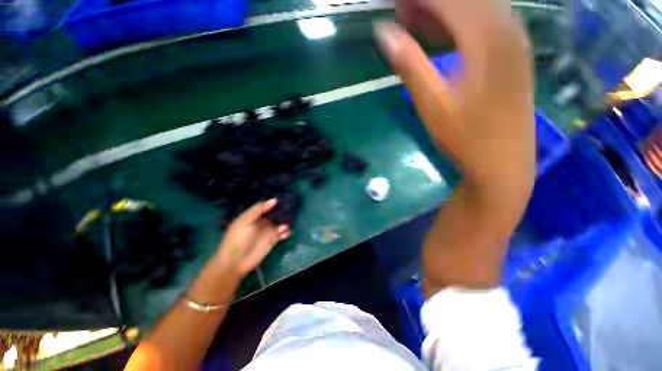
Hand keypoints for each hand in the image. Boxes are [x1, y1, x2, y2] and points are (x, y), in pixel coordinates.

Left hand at [214, 199, 289, 278]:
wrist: (236, 261)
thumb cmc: (238, 239)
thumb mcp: (245, 221)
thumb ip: (258, 210)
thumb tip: (274, 200)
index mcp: (254, 215)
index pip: (266, 205)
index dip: (274, 201)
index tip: (284, 196)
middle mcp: (262, 221)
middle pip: (275, 213)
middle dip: (283, 210)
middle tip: (293, 205)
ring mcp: (268, 230)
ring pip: (281, 222)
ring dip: (286, 220)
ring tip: (290, 220)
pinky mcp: (273, 239)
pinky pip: (283, 232)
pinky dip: (286, 231)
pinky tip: (286, 231)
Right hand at [376, 0, 535, 197]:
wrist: (503, 163)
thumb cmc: (466, 138)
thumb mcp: (432, 103)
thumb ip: (410, 64)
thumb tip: (385, 33)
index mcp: (486, 38)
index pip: (449, 0)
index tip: (395, 6)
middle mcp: (507, 29)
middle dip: (431, 2)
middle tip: (403, 12)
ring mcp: (515, 41)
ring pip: (478, 7)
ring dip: (446, 10)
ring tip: (418, 22)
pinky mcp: (514, 54)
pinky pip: (488, 22)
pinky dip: (462, 21)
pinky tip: (445, 34)